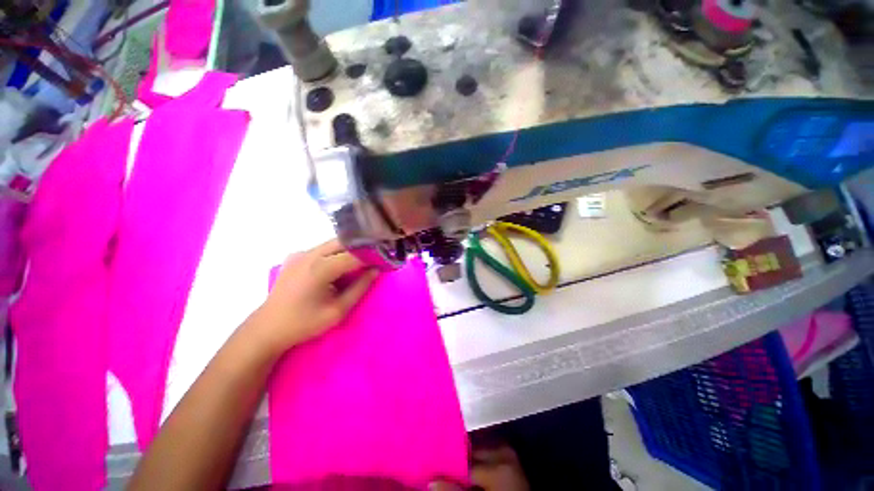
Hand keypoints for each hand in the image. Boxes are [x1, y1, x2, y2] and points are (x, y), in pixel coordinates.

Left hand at [253, 239, 378, 355]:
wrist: (267, 328)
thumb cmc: (304, 323)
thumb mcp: (338, 310)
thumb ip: (360, 288)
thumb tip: (375, 271)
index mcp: (320, 268)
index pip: (354, 255)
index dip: (372, 257)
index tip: (384, 261)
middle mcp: (309, 254)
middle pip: (343, 242)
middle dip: (361, 249)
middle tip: (374, 259)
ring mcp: (300, 253)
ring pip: (332, 243)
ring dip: (349, 250)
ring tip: (360, 263)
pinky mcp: (295, 256)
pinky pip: (321, 249)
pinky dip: (335, 253)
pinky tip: (338, 267)